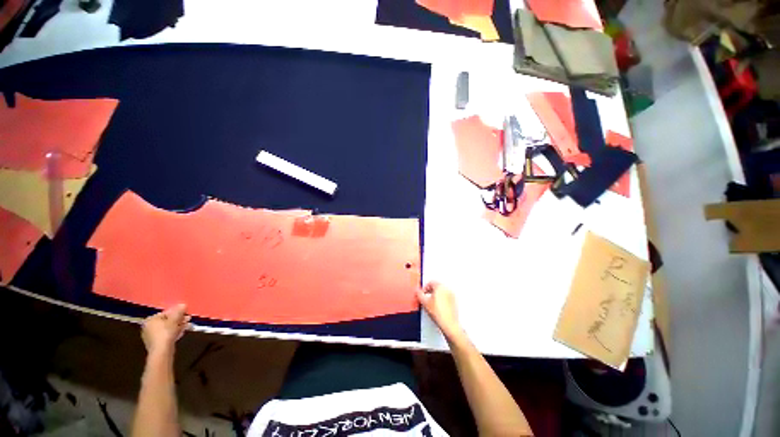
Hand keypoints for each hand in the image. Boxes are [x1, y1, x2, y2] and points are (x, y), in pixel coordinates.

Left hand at [141, 304, 189, 356]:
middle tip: (188, 319)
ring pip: (168, 328)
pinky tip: (182, 333)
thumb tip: (183, 304)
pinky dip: (174, 333)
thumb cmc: (166, 332)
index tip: (186, 313)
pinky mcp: (156, 343)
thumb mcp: (174, 319)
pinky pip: (166, 335)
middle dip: (179, 320)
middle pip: (167, 321)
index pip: (165, 313)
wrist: (162, 350)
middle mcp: (148, 327)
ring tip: (188, 325)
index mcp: (150, 320)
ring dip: (179, 326)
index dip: (177, 312)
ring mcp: (152, 336)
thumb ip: (179, 311)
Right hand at [417, 282, 463, 340]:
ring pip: (441, 291)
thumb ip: (419, 294)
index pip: (430, 282)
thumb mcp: (424, 302)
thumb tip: (417, 291)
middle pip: (436, 286)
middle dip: (430, 291)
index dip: (424, 288)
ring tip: (431, 303)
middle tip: (425, 297)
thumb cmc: (438, 313)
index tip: (422, 293)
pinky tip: (438, 307)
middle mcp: (447, 289)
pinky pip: (446, 297)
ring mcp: (452, 295)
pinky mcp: (454, 302)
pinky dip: (441, 299)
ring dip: (436, 295)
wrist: (449, 324)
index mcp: (440, 286)